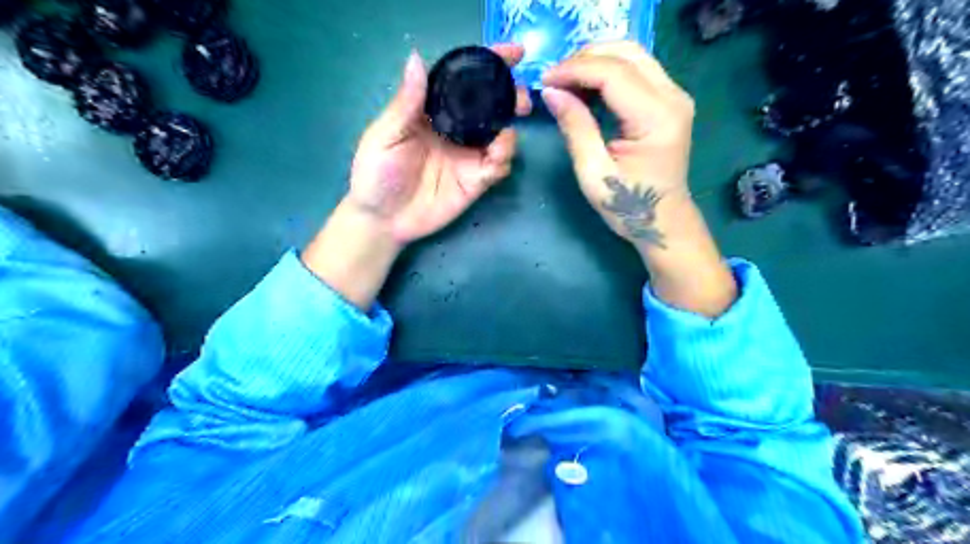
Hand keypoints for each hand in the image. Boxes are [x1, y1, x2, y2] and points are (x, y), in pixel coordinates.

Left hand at [344, 44, 534, 244]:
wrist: (383, 219)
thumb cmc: (377, 173)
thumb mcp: (386, 135)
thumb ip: (406, 103)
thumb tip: (417, 58)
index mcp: (434, 112)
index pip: (465, 82)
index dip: (489, 65)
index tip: (513, 54)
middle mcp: (456, 130)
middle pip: (491, 107)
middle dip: (511, 98)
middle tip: (521, 100)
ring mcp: (468, 157)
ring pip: (501, 137)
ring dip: (510, 132)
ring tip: (503, 138)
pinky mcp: (475, 181)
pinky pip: (498, 167)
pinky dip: (504, 159)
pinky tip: (496, 159)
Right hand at [543, 43, 692, 244]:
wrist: (663, 222)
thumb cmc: (628, 205)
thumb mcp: (593, 172)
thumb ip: (575, 127)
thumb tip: (551, 92)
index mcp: (656, 118)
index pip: (613, 73)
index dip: (574, 70)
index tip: (544, 81)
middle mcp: (673, 97)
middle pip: (626, 52)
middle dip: (584, 59)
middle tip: (554, 80)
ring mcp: (675, 96)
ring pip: (633, 55)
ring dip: (596, 62)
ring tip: (566, 84)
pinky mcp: (669, 100)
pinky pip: (637, 70)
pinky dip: (608, 72)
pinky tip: (587, 89)